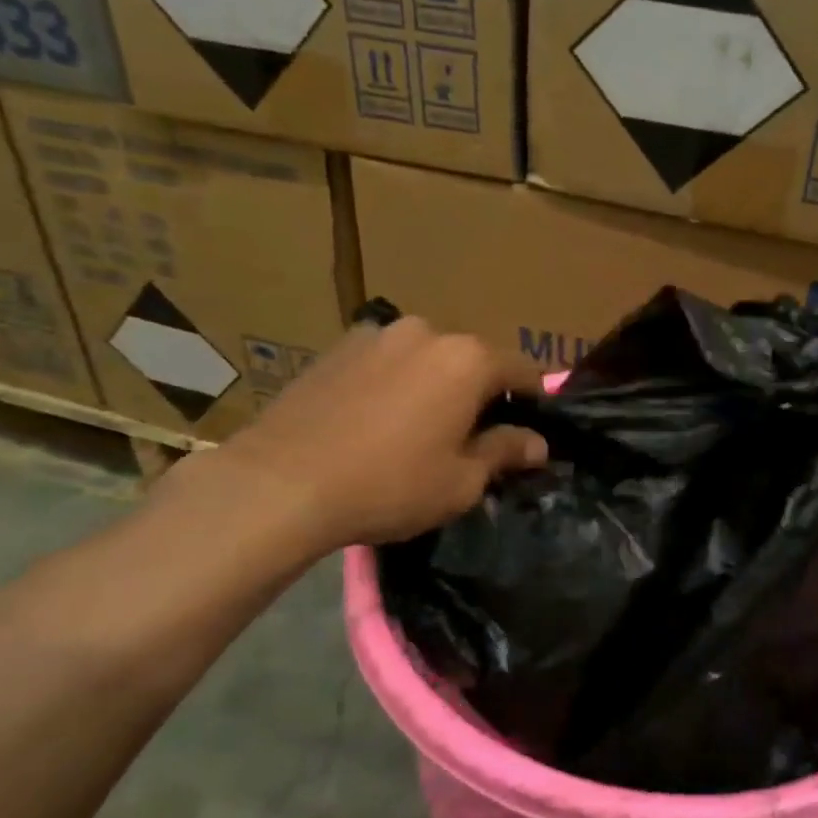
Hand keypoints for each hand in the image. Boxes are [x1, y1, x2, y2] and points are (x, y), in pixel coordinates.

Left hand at [212, 316, 547, 555]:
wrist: (281, 483)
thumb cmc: (390, 485)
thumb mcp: (461, 481)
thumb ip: (504, 452)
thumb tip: (537, 443)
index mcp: (467, 360)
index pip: (522, 371)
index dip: (533, 399)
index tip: (533, 426)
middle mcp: (427, 332)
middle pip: (471, 360)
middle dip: (479, 392)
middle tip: (473, 434)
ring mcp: (377, 334)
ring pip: (426, 359)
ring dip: (435, 385)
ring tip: (420, 427)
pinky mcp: (337, 348)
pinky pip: (386, 362)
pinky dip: (395, 383)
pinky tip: (377, 420)